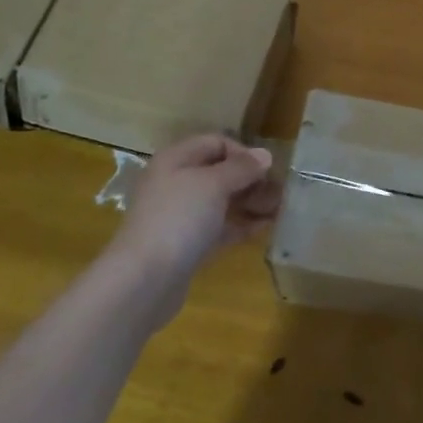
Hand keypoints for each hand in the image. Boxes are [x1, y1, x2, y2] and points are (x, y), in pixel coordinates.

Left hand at [113, 134, 280, 279]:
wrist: (144, 280)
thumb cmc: (179, 218)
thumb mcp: (214, 184)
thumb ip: (242, 167)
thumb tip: (265, 154)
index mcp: (176, 160)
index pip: (216, 142)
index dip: (243, 152)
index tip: (266, 169)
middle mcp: (176, 183)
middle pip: (220, 172)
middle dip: (250, 179)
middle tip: (278, 191)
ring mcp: (181, 216)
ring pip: (222, 201)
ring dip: (250, 202)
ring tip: (278, 208)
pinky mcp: (187, 244)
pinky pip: (220, 226)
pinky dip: (241, 224)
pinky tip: (265, 227)